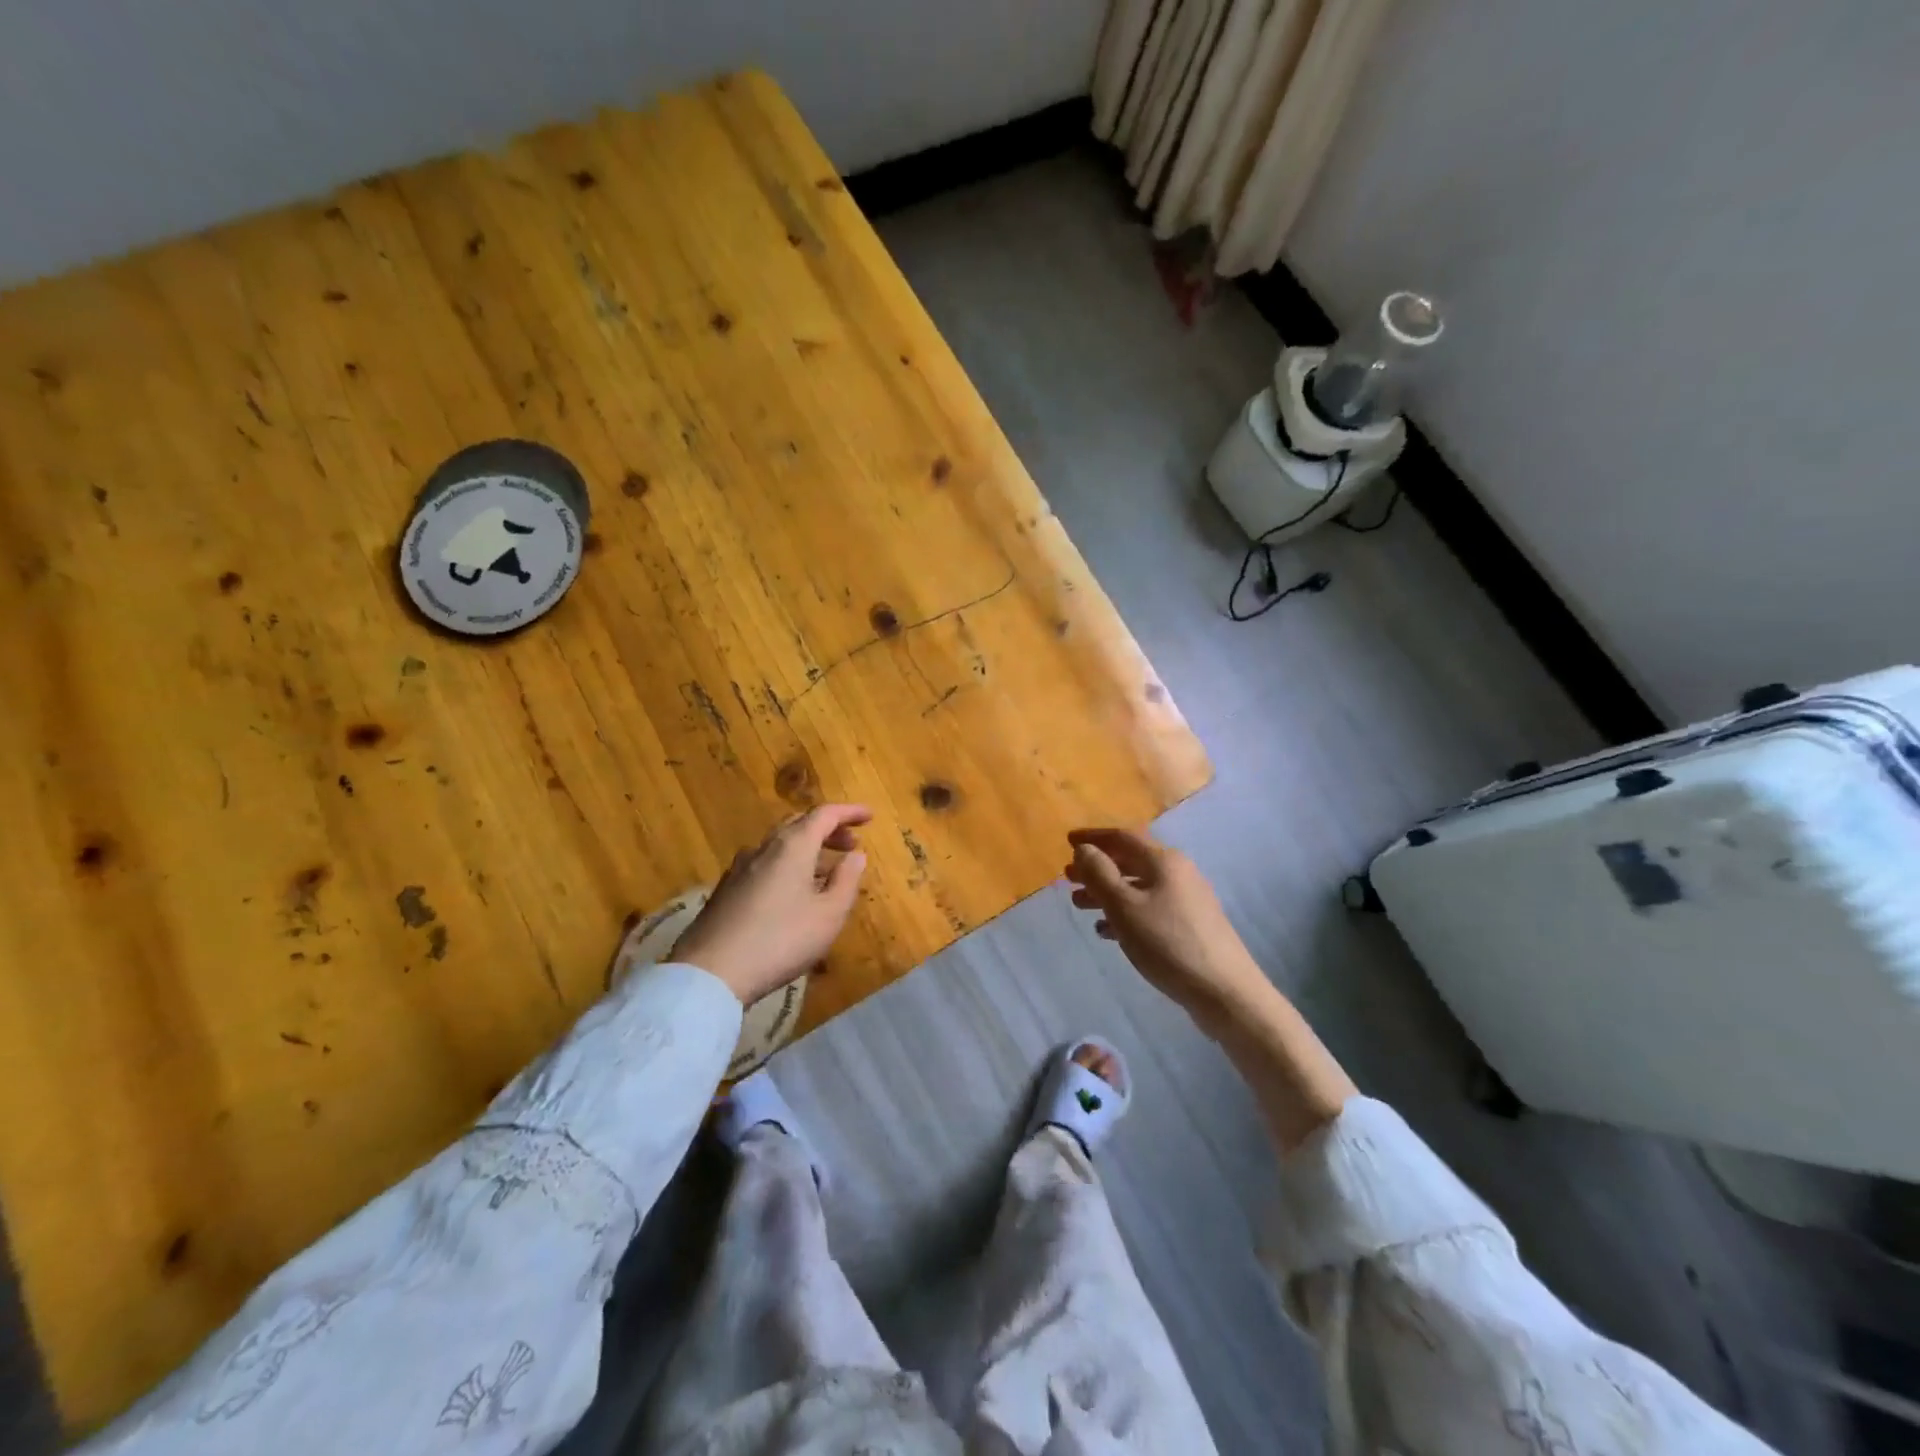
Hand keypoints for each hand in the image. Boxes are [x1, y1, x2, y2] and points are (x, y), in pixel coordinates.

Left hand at [672, 805, 870, 1004]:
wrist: (711, 972)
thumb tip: (856, 855)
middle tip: (850, 844)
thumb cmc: (781, 939)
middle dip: (827, 829)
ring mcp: (740, 868)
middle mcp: (764, 848)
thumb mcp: (828, 915)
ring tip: (825, 872)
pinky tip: (791, 893)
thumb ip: (846, 880)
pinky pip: (764, 864)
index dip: (849, 812)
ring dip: (806, 850)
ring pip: (779, 845)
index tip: (869, 816)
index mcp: (792, 846)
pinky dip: (786, 866)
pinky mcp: (726, 890)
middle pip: (798, 824)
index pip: (824, 814)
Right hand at [1064, 827, 1269, 1035]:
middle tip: (1068, 878)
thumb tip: (1084, 849)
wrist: (1224, 991)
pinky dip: (1125, 913)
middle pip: (1130, 861)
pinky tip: (1108, 931)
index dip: (1093, 837)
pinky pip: (1150, 908)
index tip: (1068, 841)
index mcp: (1164, 861)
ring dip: (1107, 892)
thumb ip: (1099, 874)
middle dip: (1097, 867)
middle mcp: (1178, 873)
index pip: (1123, 837)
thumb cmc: (1167, 943)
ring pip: (1138, 887)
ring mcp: (1187, 900)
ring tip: (1080, 906)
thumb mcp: (1124, 907)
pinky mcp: (1190, 925)